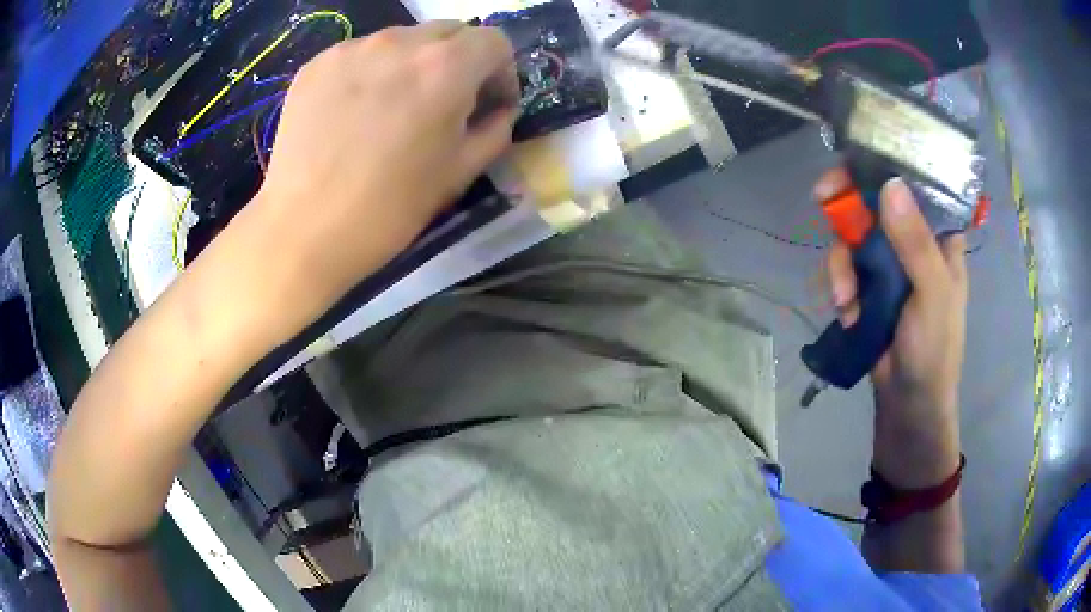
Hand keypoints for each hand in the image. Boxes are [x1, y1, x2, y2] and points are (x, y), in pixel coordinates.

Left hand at [243, 22, 518, 325]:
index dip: (501, 71)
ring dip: (412, 63)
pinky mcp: (316, 64)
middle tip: (444, 102)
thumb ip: (495, 130)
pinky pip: (359, 54)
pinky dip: (370, 72)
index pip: (494, 41)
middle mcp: (401, 42)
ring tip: (393, 107)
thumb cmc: (389, 208)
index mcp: (446, 67)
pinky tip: (355, 111)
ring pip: (401, 39)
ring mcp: (352, 48)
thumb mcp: (459, 173)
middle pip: (449, 31)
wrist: (303, 230)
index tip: (489, 102)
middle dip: (459, 60)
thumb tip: (499, 110)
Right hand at [818, 171, 966, 486]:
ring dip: (841, 265)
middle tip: (822, 199)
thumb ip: (916, 244)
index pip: (915, 184)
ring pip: (854, 236)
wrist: (908, 403)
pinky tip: (846, 314)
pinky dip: (840, 288)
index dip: (887, 165)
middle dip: (849, 207)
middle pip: (875, 202)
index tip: (857, 158)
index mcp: (939, 236)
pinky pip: (845, 269)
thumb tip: (890, 184)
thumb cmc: (934, 350)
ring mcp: (888, 265)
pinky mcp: (868, 286)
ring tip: (845, 302)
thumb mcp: (933, 295)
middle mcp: (912, 241)